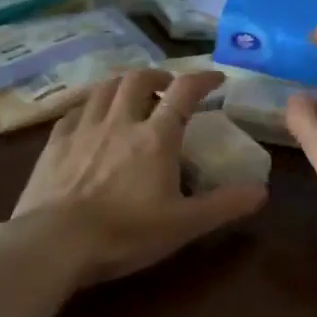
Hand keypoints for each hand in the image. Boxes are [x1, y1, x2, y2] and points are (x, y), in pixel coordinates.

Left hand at [12, 68, 267, 285]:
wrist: (55, 241)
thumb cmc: (125, 233)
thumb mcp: (184, 225)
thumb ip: (224, 205)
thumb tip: (261, 190)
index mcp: (155, 137)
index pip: (184, 92)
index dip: (203, 79)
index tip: (215, 78)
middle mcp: (120, 121)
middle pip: (138, 79)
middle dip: (157, 75)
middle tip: (166, 86)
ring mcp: (84, 128)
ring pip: (105, 88)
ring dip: (122, 83)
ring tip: (130, 93)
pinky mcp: (55, 143)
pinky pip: (74, 111)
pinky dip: (89, 106)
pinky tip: (89, 117)